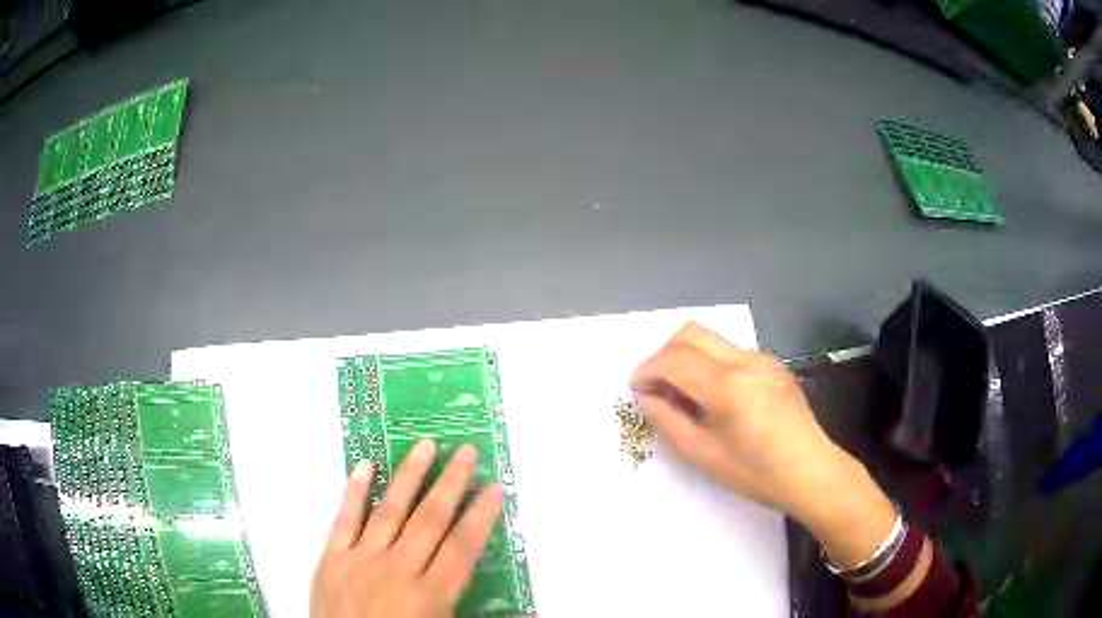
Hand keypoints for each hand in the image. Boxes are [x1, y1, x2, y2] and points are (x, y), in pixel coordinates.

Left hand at [310, 439, 503, 617]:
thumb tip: (534, 612)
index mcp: (431, 595)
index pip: (462, 547)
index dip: (481, 516)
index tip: (494, 488)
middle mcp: (398, 570)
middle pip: (430, 520)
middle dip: (451, 483)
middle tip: (465, 451)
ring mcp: (361, 560)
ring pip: (390, 511)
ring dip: (409, 476)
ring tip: (425, 446)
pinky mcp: (331, 558)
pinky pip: (344, 520)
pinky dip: (354, 492)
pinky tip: (365, 466)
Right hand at [630, 323, 895, 567]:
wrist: (812, 473)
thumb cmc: (756, 473)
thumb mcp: (703, 455)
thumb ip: (668, 421)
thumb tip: (647, 397)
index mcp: (728, 386)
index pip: (675, 360)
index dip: (647, 370)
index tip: (636, 389)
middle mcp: (746, 361)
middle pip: (692, 333)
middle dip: (664, 354)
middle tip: (656, 386)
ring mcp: (764, 359)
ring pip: (713, 341)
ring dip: (689, 359)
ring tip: (685, 396)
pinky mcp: (775, 366)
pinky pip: (732, 353)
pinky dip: (711, 365)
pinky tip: (716, 398)